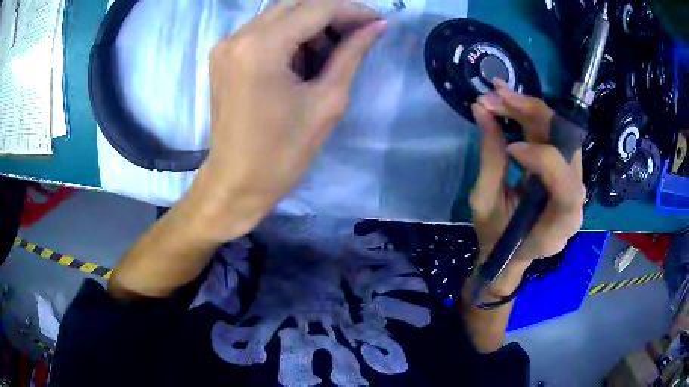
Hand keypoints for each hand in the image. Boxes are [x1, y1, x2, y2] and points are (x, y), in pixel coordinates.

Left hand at [186, 0, 386, 241]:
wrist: (236, 183)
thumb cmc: (282, 153)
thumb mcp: (327, 102)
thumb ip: (351, 54)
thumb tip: (377, 26)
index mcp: (261, 46)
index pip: (316, 9)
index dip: (352, 11)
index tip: (378, 21)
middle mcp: (238, 36)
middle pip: (295, 5)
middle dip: (332, 15)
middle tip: (358, 34)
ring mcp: (226, 45)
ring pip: (279, 15)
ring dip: (310, 24)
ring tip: (332, 51)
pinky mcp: (223, 56)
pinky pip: (263, 31)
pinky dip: (289, 35)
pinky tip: (304, 57)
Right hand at [470, 80, 584, 284]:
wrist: (509, 252)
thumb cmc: (498, 239)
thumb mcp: (487, 204)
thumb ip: (490, 159)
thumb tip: (482, 110)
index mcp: (562, 219)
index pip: (564, 180)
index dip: (539, 156)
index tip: (508, 147)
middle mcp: (576, 195)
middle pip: (565, 144)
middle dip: (530, 114)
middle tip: (494, 96)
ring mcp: (572, 178)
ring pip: (557, 131)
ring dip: (527, 109)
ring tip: (497, 95)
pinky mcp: (562, 166)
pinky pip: (550, 134)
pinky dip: (529, 116)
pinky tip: (509, 102)